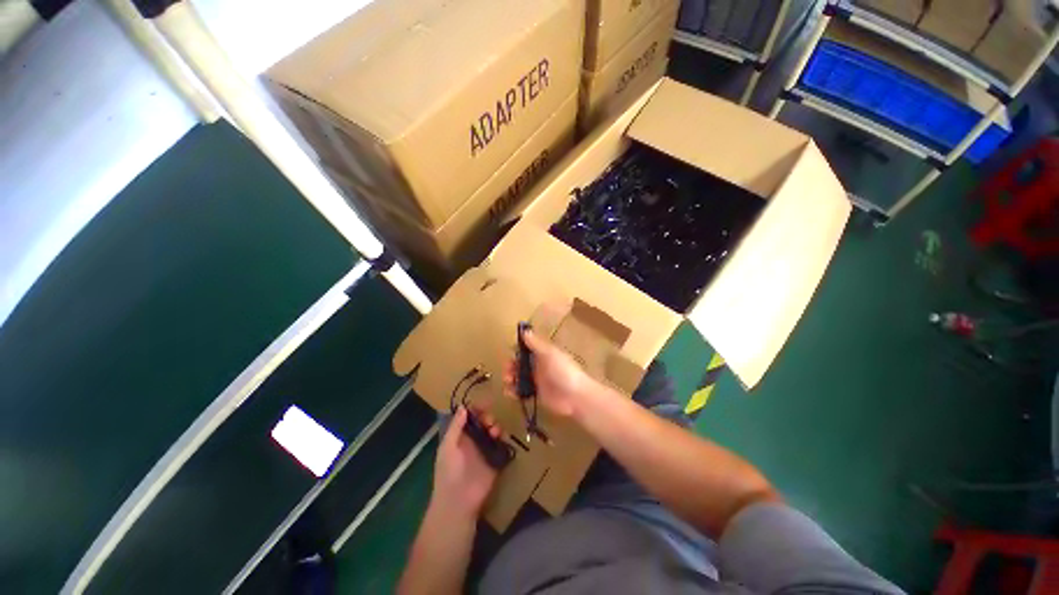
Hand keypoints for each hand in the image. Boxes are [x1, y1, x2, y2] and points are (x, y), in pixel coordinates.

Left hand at [431, 407, 499, 517]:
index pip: (470, 417)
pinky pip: (502, 445)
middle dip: (488, 417)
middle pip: (484, 422)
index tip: (484, 404)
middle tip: (489, 421)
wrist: (459, 501)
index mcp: (460, 436)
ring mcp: (485, 450)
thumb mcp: (448, 447)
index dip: (476, 409)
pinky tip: (503, 438)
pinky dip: (504, 439)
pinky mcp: (495, 460)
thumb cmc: (448, 472)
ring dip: (496, 427)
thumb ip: (456, 427)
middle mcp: (473, 440)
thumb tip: (463, 407)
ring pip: (494, 431)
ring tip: (495, 431)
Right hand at [504, 328, 596, 417]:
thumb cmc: (563, 371)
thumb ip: (536, 344)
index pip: (526, 348)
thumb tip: (524, 331)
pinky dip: (514, 391)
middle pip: (520, 363)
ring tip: (508, 382)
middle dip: (511, 366)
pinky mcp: (536, 394)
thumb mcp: (549, 354)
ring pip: (519, 376)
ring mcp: (537, 380)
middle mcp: (538, 365)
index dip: (517, 349)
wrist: (575, 396)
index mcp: (543, 353)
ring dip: (510, 378)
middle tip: (507, 372)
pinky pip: (522, 391)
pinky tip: (510, 393)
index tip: (510, 353)